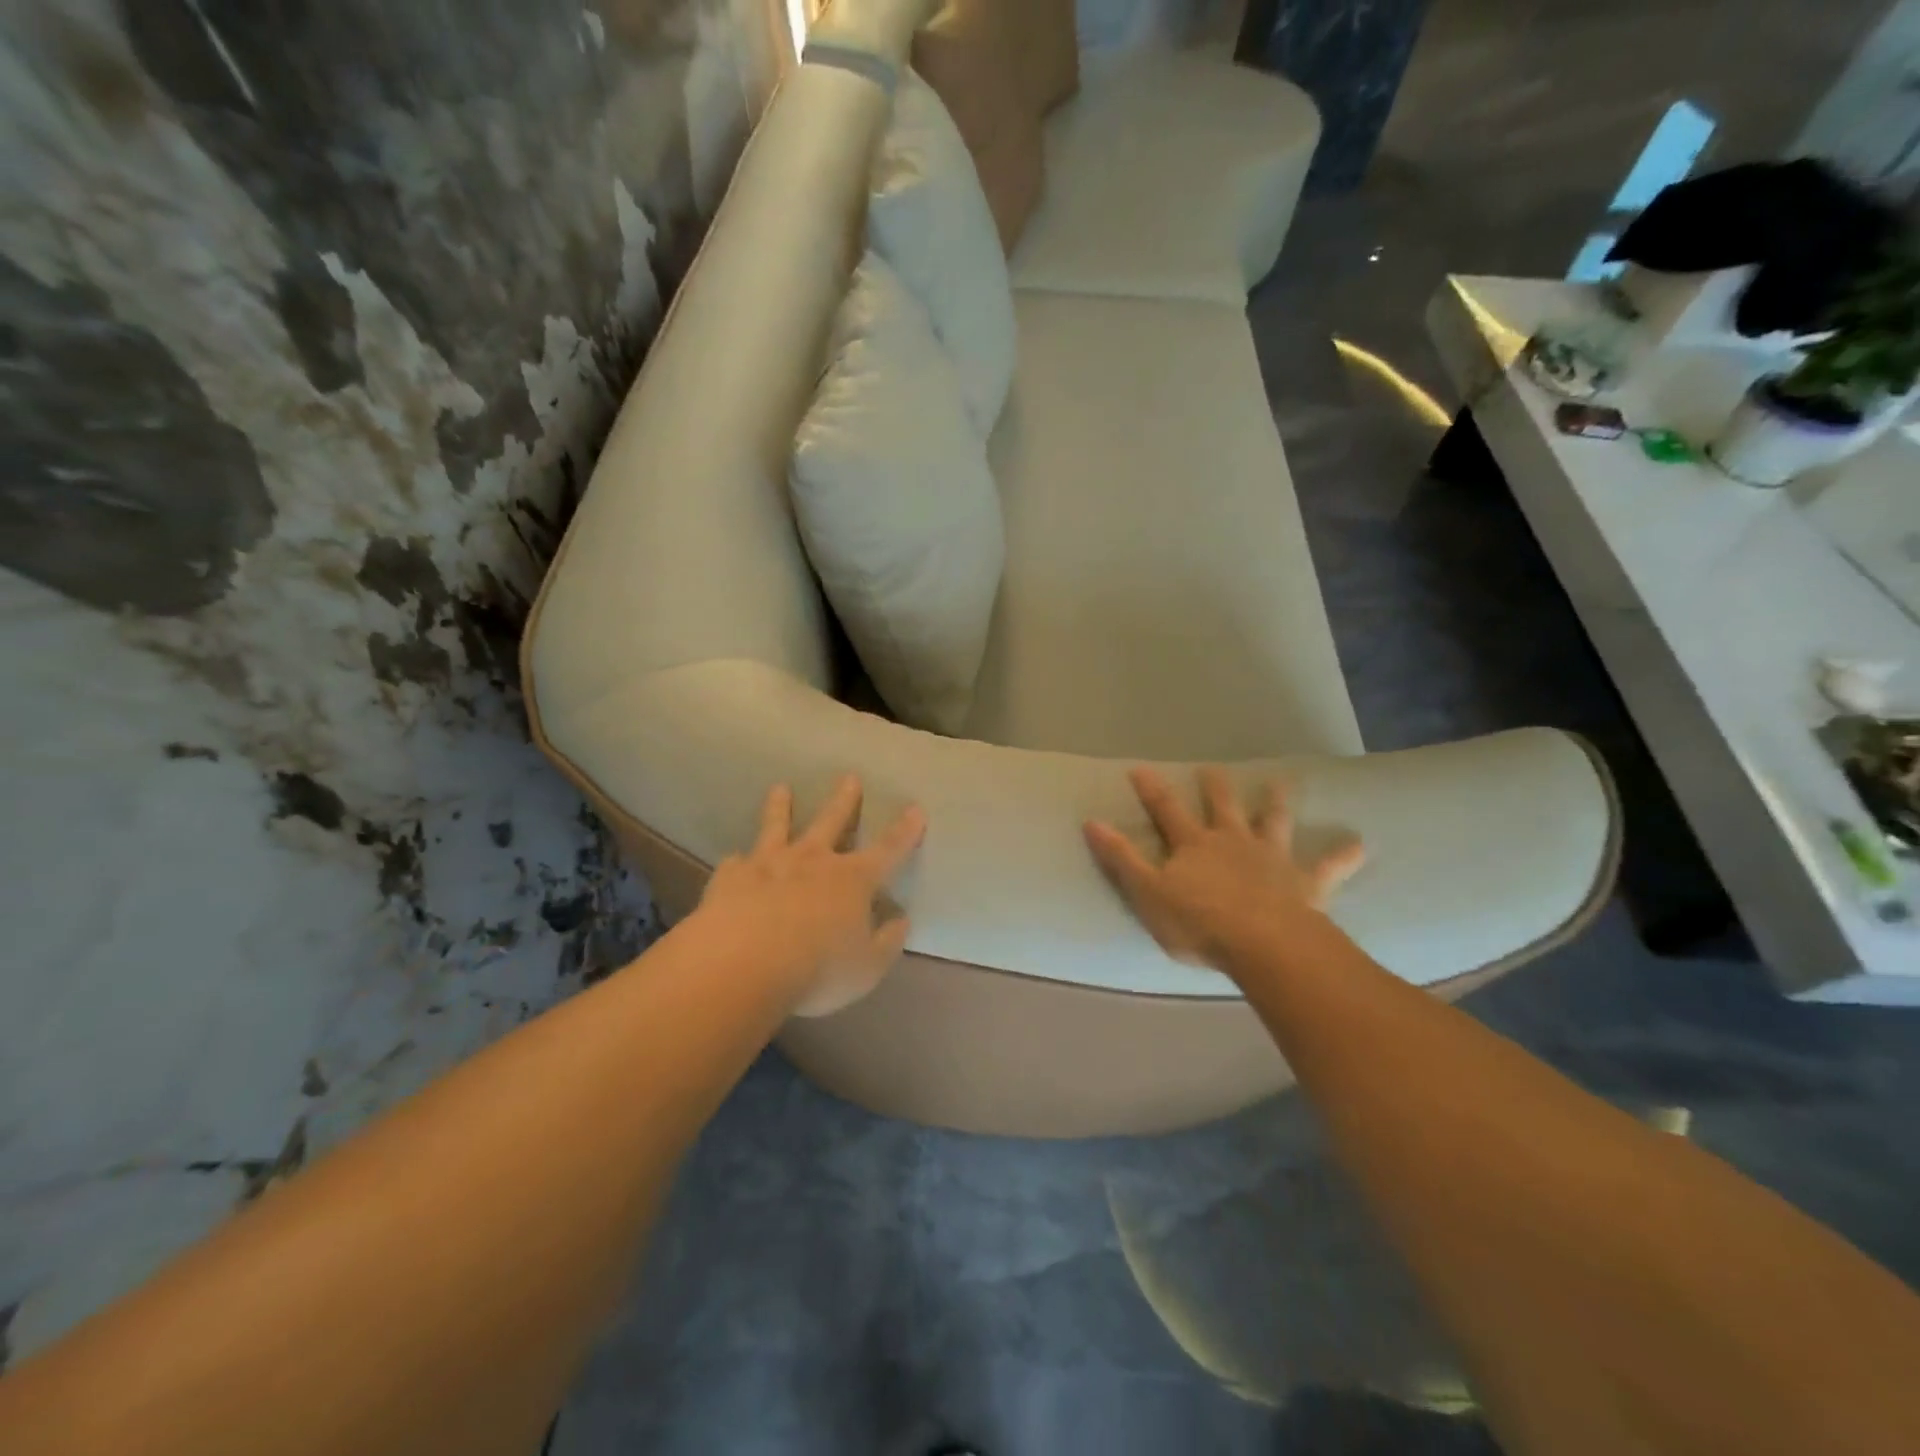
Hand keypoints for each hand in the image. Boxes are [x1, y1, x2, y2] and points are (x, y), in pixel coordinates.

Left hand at [695, 775, 926, 1017]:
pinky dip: (738, 862)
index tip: (915, 809)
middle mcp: (813, 861)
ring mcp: (768, 864)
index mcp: (852, 880)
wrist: (742, 965)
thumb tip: (901, 920)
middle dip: (844, 800)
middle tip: (849, 777)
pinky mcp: (731, 878)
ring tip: (780, 789)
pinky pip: (735, 864)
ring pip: (777, 827)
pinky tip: (734, 861)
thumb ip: (887, 943)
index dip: (905, 831)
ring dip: (781, 808)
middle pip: (832, 822)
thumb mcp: (867, 968)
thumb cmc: (817, 970)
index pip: (888, 850)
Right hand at [1083, 767, 1364, 972]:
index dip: (1151, 789)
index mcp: (1194, 845)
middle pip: (1223, 807)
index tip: (1139, 768)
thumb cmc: (1199, 923)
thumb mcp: (1147, 894)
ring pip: (1274, 822)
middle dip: (1215, 787)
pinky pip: (1328, 867)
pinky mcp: (1305, 883)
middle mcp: (1233, 841)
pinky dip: (1342, 855)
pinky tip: (1359, 845)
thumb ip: (1121, 858)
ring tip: (1282, 782)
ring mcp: (1272, 859)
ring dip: (1276, 802)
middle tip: (1213, 769)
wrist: (1263, 945)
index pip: (1167, 811)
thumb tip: (1091, 822)